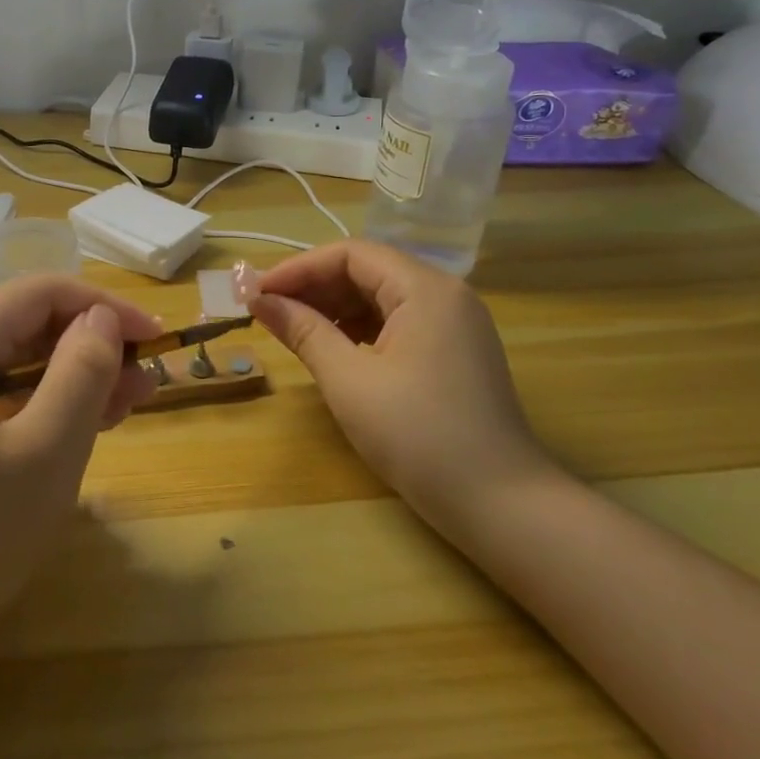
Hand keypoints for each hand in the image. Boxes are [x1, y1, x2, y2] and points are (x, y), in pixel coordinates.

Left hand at [0, 276, 163, 643]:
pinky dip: (58, 396)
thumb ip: (80, 371)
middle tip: (150, 380)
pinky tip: (98, 418)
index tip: (154, 336)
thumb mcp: (47, 448)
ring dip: (83, 371)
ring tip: (134, 402)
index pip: (40, 292)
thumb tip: (102, 319)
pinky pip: (15, 386)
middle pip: (34, 321)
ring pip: (29, 353)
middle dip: (96, 343)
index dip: (103, 305)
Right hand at [251, 240, 555, 536]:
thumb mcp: (349, 381)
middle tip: (269, 311)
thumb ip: (303, 331)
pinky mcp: (455, 351)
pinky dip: (360, 327)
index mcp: (425, 289)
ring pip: (382, 296)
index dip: (298, 268)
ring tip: (293, 330)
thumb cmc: (418, 436)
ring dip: (335, 307)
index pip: (351, 254)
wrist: (501, 504)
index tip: (258, 293)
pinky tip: (334, 348)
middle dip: (314, 286)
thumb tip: (260, 301)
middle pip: (368, 270)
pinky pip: (398, 321)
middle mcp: (445, 294)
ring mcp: (455, 324)